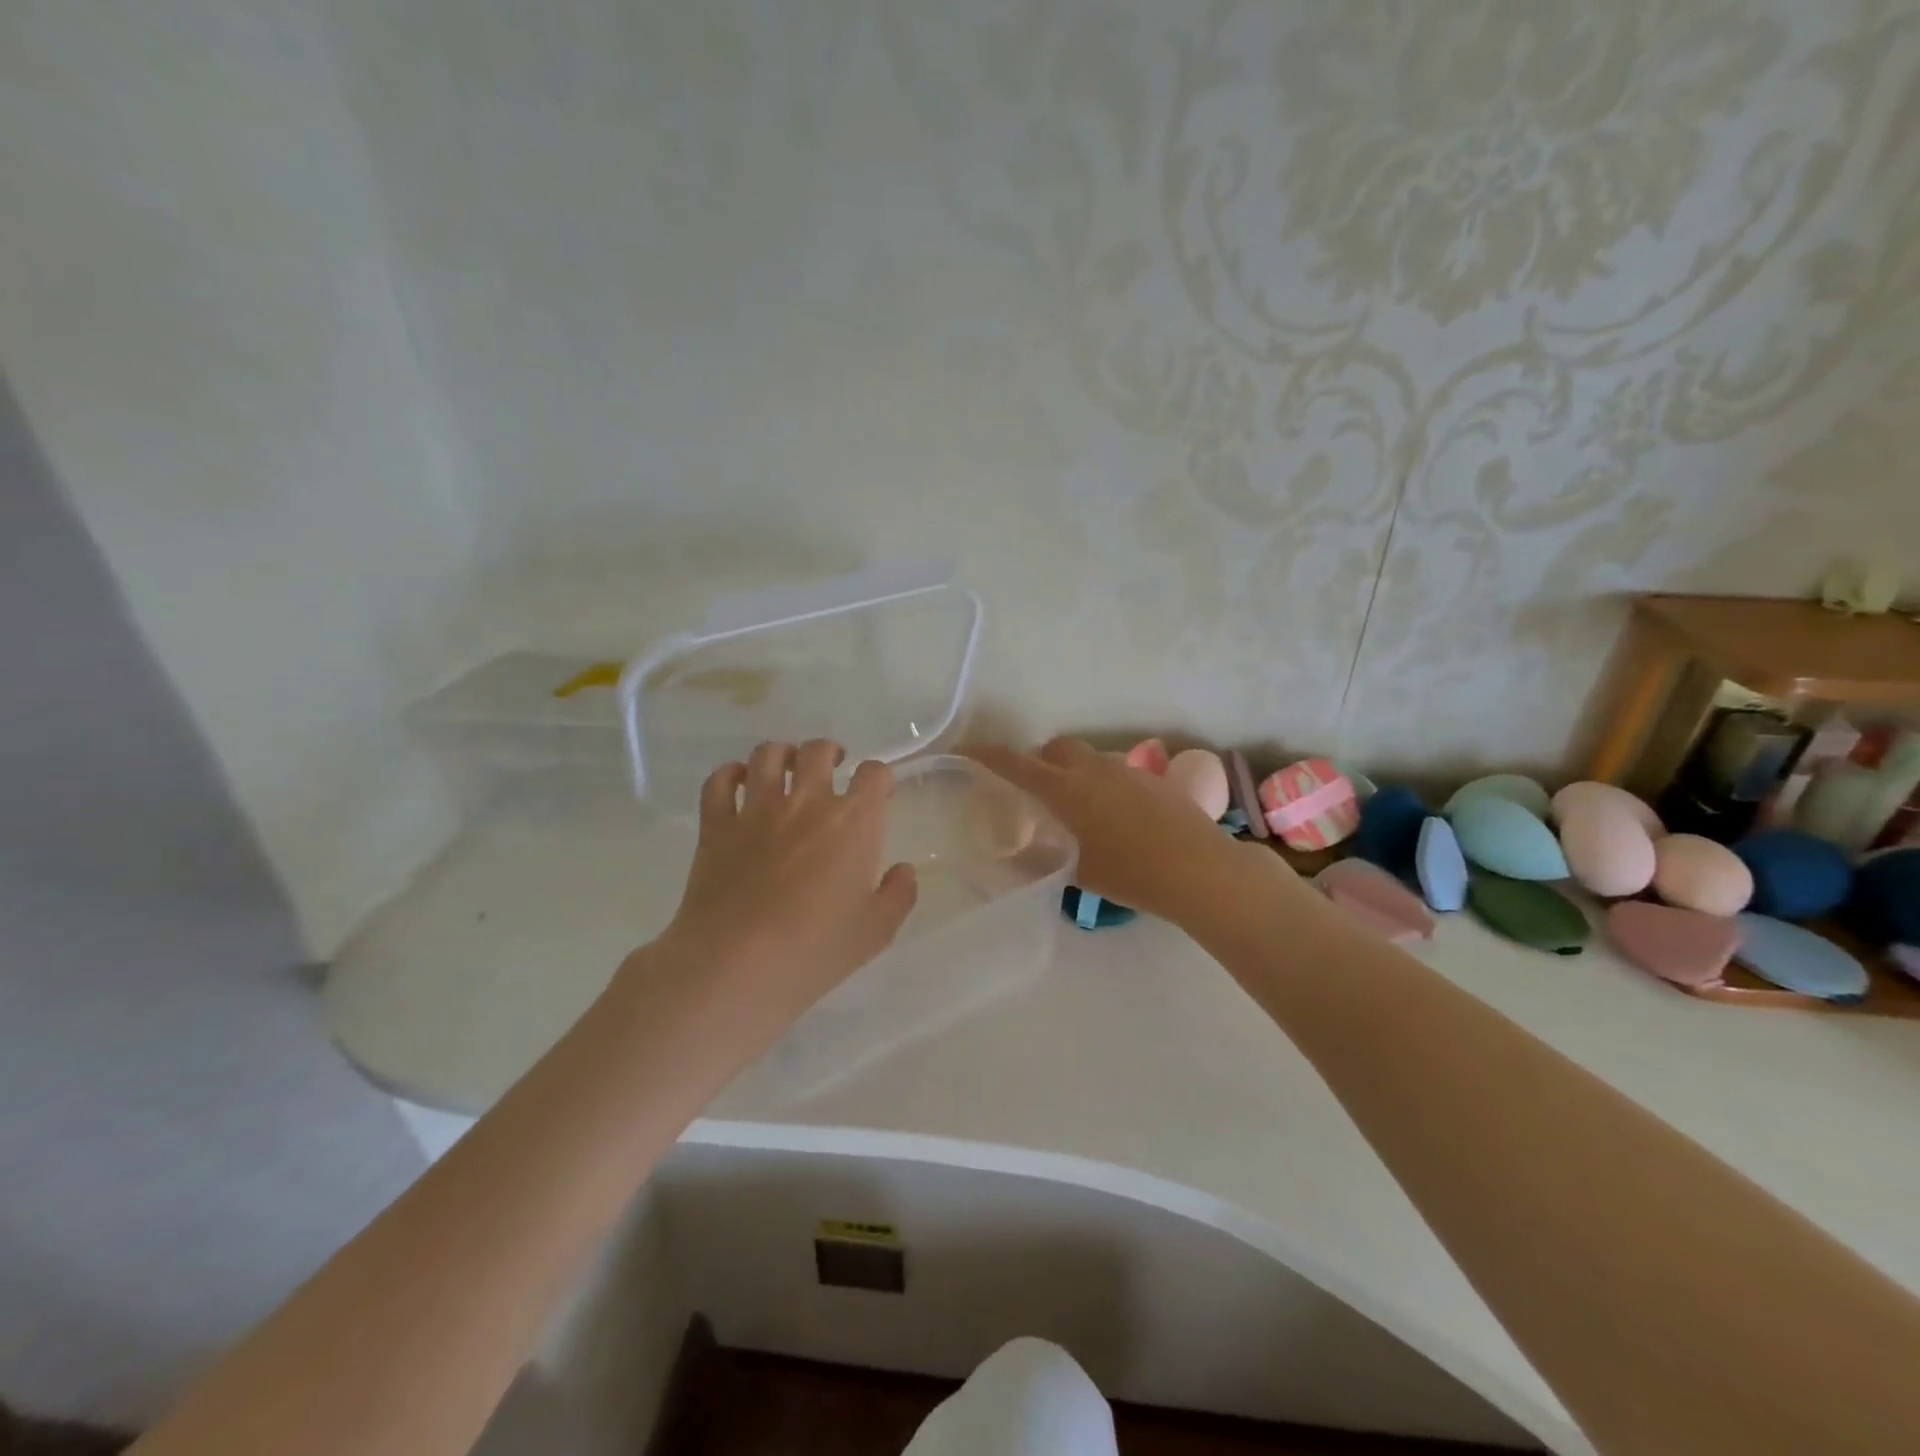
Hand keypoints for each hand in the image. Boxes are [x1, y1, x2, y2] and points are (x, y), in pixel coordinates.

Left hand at [651, 739, 918, 1026]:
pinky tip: (739, 782)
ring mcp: (757, 809)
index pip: (874, 774)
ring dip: (782, 754)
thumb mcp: (877, 931)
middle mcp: (807, 802)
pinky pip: (719, 782)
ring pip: (768, 755)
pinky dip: (730, 774)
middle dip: (831, 753)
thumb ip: (899, 894)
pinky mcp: (716, 825)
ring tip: (787, 767)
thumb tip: (902, 869)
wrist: (736, 966)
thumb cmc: (815, 950)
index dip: (881, 777)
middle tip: (834, 769)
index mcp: (853, 822)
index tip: (880, 793)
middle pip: (819, 751)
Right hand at [970, 737, 1258, 923]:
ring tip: (1077, 809)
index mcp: (1065, 790)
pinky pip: (1116, 772)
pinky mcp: (1153, 780)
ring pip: (1088, 759)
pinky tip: (1114, 818)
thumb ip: (1042, 858)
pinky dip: (1102, 784)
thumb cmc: (1131, 874)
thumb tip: (1019, 853)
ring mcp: (1126, 770)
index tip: (966, 749)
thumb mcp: (1078, 872)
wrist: (1199, 869)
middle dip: (1038, 761)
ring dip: (1073, 772)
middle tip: (1033, 790)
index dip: (987, 755)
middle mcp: (1093, 770)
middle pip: (1055, 749)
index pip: (1015, 764)